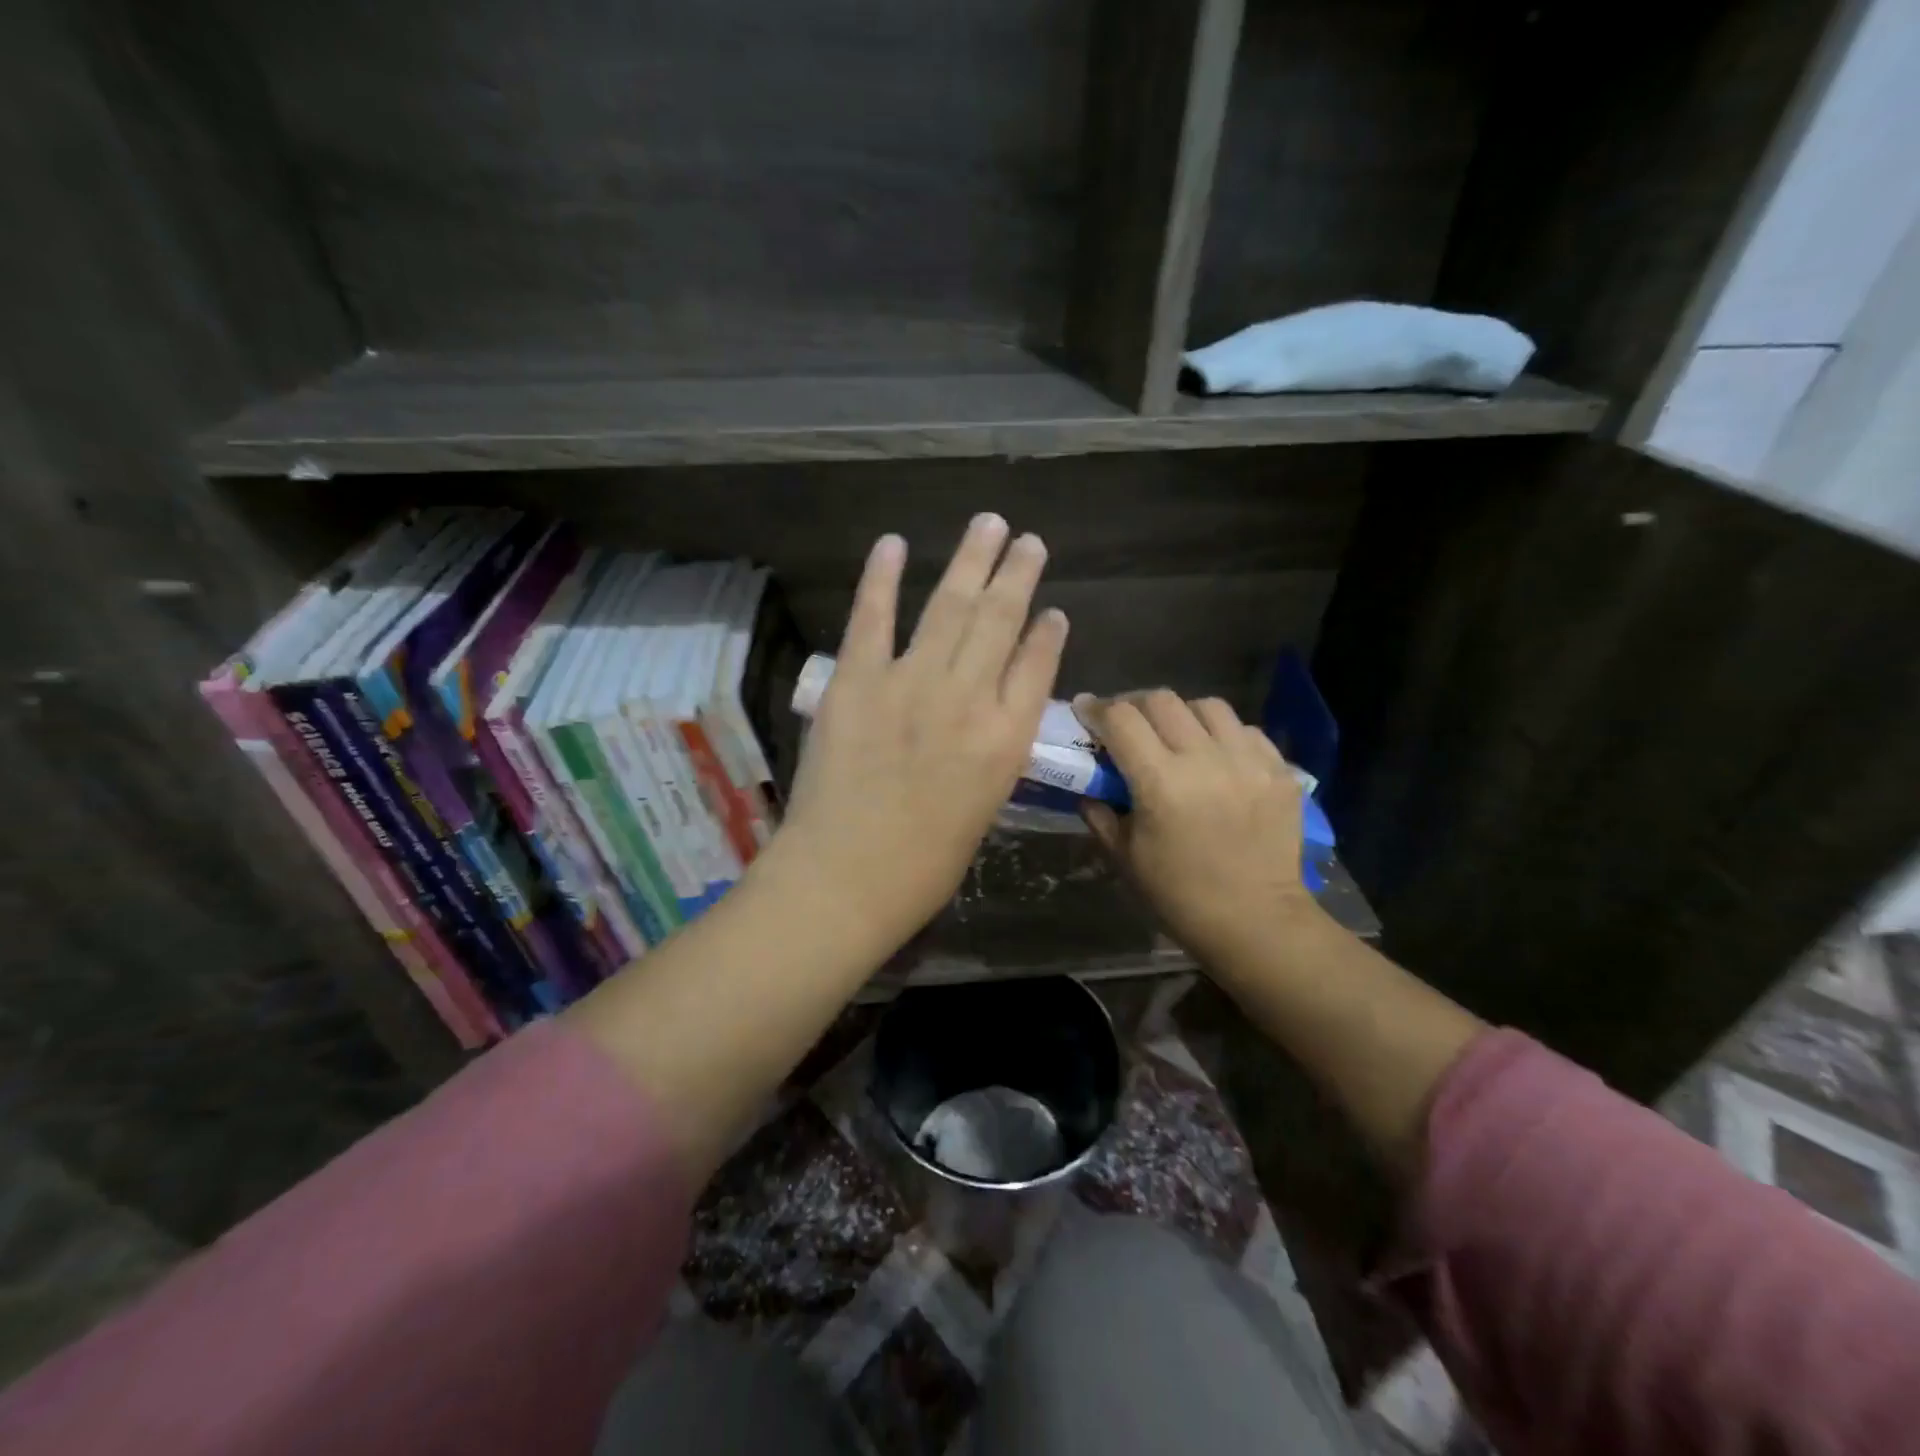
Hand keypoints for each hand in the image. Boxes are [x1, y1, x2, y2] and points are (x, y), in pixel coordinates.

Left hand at [771, 514, 1068, 957]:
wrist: (847, 878)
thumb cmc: (924, 864)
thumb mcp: (984, 807)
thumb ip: (995, 751)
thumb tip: (996, 711)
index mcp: (1006, 738)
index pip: (1037, 665)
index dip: (1047, 632)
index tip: (1053, 608)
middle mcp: (967, 698)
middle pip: (1001, 620)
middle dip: (1017, 574)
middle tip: (1027, 540)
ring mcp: (910, 683)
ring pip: (950, 606)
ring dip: (971, 560)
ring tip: (988, 524)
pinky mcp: (856, 681)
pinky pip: (873, 618)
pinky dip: (882, 578)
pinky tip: (894, 544)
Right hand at [1075, 691, 1315, 974]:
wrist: (1256, 921)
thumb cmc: (1179, 896)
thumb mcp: (1125, 856)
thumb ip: (1100, 812)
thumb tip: (1087, 783)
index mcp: (1161, 782)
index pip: (1121, 719)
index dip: (1097, 709)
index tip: (1086, 710)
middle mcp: (1206, 760)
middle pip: (1162, 700)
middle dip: (1135, 705)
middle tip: (1127, 723)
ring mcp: (1249, 762)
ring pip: (1208, 706)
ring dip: (1182, 714)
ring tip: (1176, 735)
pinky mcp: (1280, 771)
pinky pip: (1245, 730)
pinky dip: (1222, 735)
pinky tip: (1216, 758)